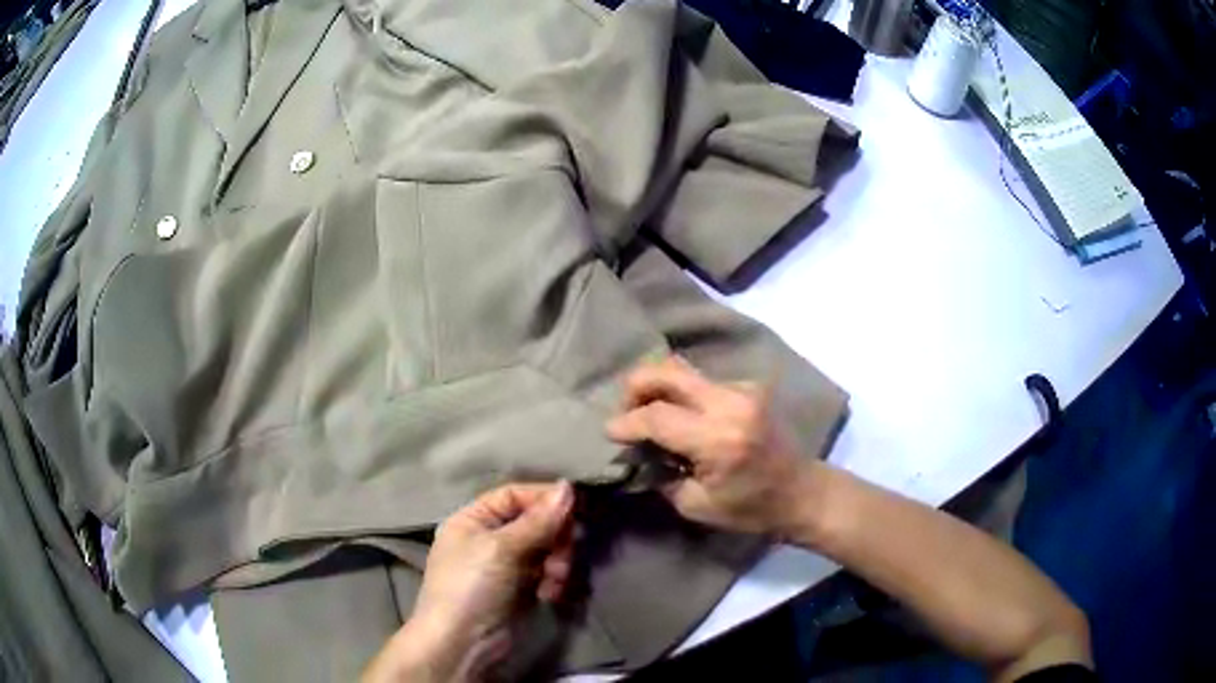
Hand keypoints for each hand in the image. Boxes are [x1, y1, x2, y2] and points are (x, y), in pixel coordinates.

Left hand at [363, 482, 573, 682]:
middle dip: (554, 537)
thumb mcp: (501, 548)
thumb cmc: (472, 585)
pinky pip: (546, 573)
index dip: (543, 498)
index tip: (576, 506)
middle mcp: (488, 539)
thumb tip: (568, 487)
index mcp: (473, 520)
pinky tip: (549, 594)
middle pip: (534, 522)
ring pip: (545, 549)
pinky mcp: (520, 590)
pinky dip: (552, 581)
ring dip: (557, 562)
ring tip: (555, 579)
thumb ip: (538, 520)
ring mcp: (505, 566)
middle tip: (565, 552)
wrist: (463, 643)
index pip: (513, 495)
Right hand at [605, 357, 818, 537]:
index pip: (656, 416)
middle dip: (636, 386)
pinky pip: (702, 381)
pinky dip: (682, 394)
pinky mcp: (748, 386)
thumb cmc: (751, 509)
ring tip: (649, 414)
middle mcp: (730, 403)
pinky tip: (681, 417)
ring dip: (658, 388)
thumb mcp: (696, 506)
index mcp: (718, 439)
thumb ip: (661, 474)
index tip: (609, 432)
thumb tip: (637, 452)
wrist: (802, 492)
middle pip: (667, 371)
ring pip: (683, 371)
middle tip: (626, 412)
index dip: (626, 423)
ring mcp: (742, 389)